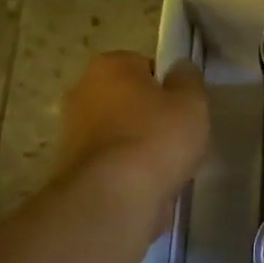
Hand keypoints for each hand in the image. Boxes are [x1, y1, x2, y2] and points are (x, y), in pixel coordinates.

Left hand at [56, 52, 208, 207]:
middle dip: (149, 115)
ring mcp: (72, 131)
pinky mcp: (72, 167)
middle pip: (128, 99)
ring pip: (118, 132)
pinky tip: (146, 184)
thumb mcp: (192, 102)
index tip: (183, 109)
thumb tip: (180, 69)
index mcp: (109, 66)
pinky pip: (111, 161)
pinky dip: (126, 170)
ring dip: (138, 145)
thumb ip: (189, 80)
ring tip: (165, 166)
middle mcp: (82, 91)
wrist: (114, 196)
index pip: (145, 66)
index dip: (168, 87)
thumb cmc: (157, 138)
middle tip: (177, 137)